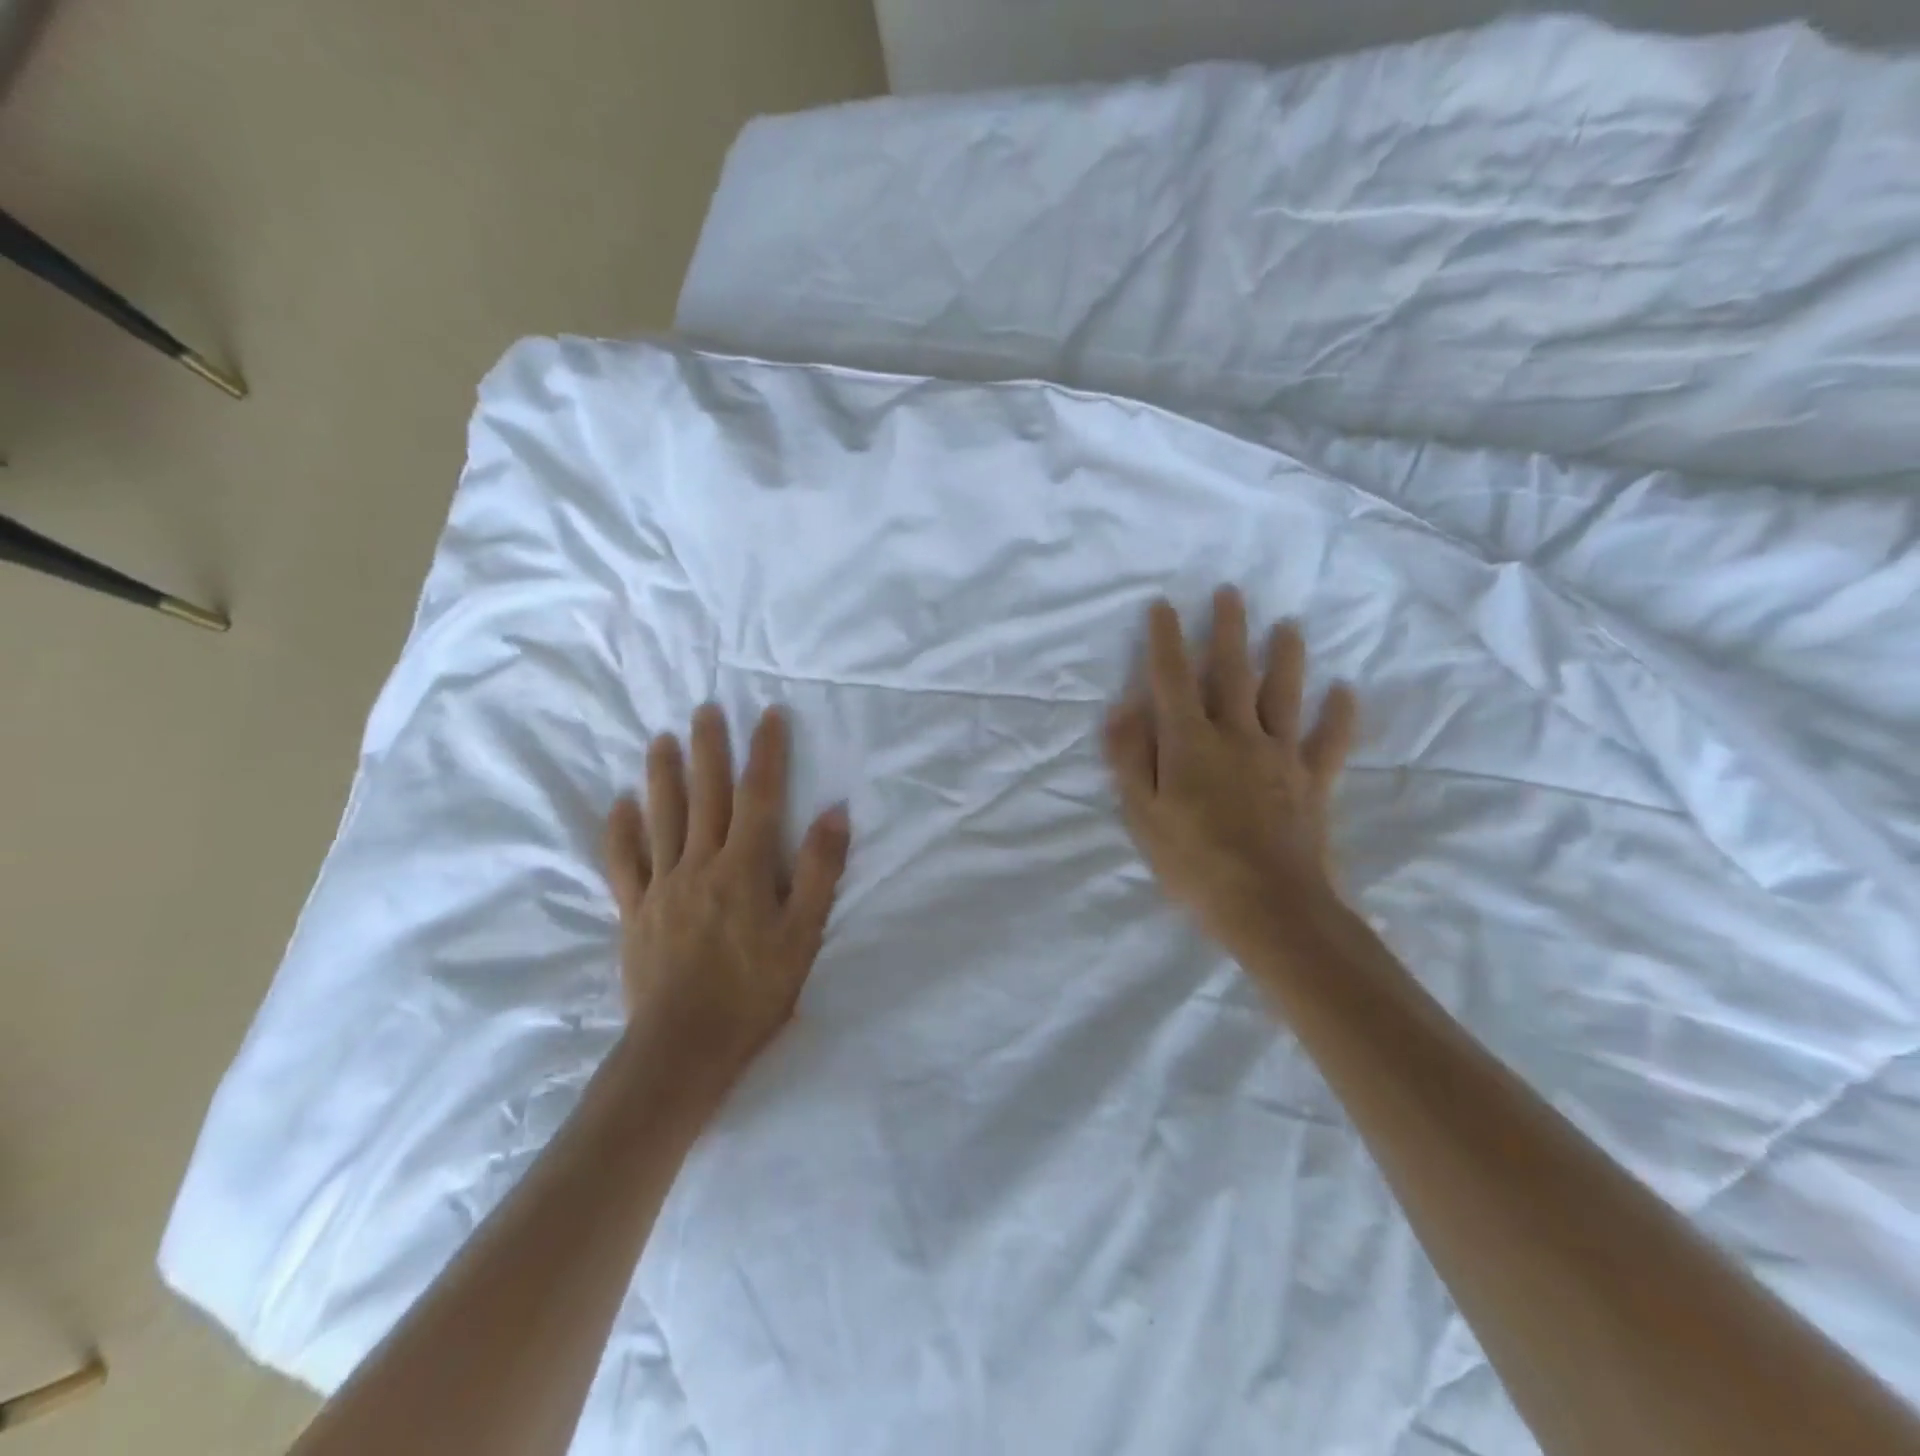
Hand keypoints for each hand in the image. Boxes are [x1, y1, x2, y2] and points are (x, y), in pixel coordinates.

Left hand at [603, 704, 850, 1114]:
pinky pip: (623, 861)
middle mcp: (699, 864)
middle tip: (705, 709)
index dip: (766, 752)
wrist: (683, 1046)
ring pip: (661, 817)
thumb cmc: (754, 991)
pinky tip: (620, 805)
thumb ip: (818, 870)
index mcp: (744, 867)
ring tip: (661, 740)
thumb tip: (834, 812)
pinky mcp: (634, 911)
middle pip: (704, 794)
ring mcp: (661, 886)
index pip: (759, 796)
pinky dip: (620, 830)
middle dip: (708, 748)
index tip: (769, 714)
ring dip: (662, 775)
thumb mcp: (803, 934)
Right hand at [1104, 587, 1357, 958]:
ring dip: (1285, 657)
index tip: (1163, 606)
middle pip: (1232, 672)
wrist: (1269, 905)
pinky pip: (1329, 741)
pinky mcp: (1312, 781)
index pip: (1173, 678)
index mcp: (1190, 742)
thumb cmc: (1193, 862)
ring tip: (1288, 626)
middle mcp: (1236, 735)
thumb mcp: (1141, 814)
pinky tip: (1346, 692)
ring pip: (1283, 694)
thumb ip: (1130, 758)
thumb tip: (1122, 708)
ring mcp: (1279, 755)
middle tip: (1231, 592)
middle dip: (1228, 629)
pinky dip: (1339, 716)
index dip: (1165, 640)